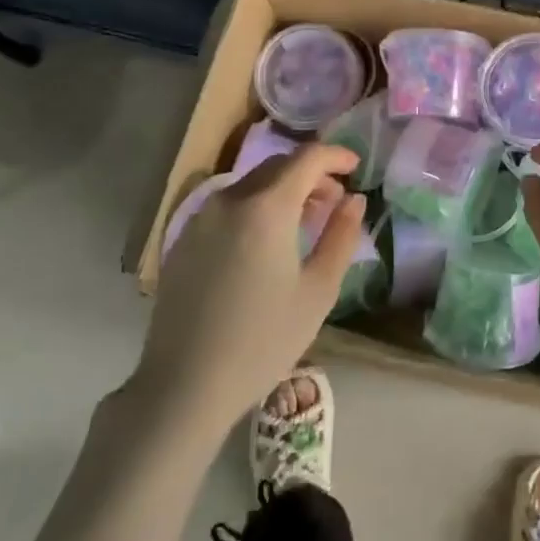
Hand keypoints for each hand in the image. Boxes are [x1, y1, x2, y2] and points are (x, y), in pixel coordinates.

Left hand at [133, 144, 365, 434]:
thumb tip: (354, 200)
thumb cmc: (264, 339)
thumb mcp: (319, 290)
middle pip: (278, 165)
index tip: (356, 168)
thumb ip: (341, 235)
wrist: (185, 384)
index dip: (336, 156)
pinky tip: (267, 243)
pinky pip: (228, 206)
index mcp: (266, 206)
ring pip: (252, 184)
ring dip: (284, 190)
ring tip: (305, 223)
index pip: (307, 158)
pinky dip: (256, 207)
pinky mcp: (183, 239)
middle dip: (312, 174)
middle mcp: (230, 199)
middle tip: (335, 202)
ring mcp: (201, 218)